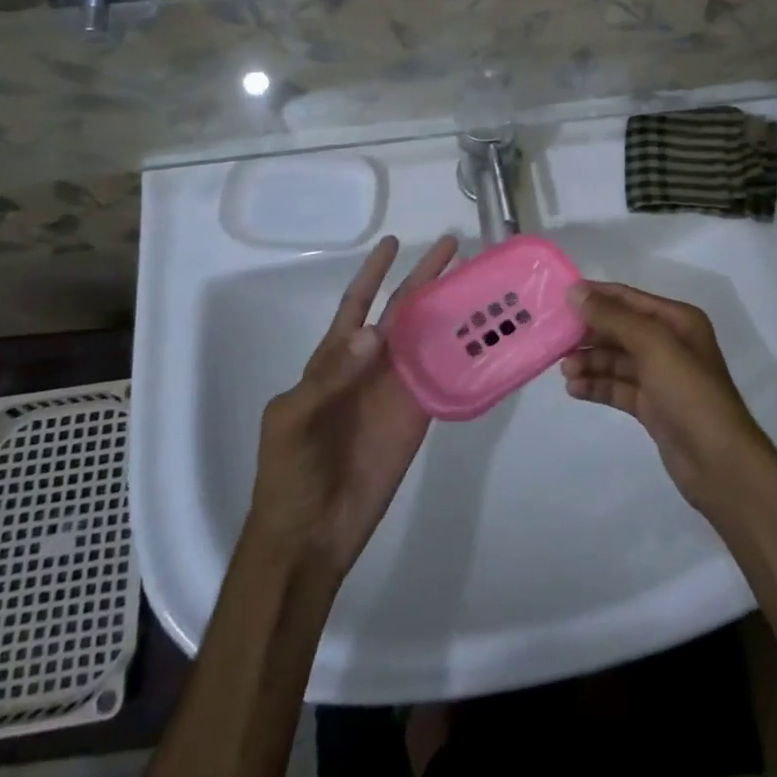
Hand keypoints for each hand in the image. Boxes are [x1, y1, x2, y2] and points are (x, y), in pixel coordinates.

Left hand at [247, 235, 458, 579]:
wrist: (311, 535)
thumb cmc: (290, 472)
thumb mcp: (293, 419)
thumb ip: (330, 375)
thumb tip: (373, 331)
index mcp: (335, 357)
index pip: (358, 303)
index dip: (374, 272)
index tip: (392, 241)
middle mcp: (370, 364)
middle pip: (403, 310)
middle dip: (425, 277)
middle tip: (453, 246)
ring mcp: (397, 388)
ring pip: (428, 337)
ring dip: (450, 309)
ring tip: (478, 282)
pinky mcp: (419, 414)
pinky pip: (444, 376)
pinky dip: (464, 355)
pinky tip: (485, 336)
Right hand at [561, 281, 776, 517]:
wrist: (719, 462)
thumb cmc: (689, 392)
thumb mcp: (652, 345)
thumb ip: (613, 317)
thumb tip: (574, 292)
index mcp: (677, 320)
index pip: (628, 298)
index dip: (596, 296)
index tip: (559, 297)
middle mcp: (670, 343)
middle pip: (620, 329)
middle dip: (589, 333)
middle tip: (556, 340)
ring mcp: (661, 377)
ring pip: (616, 360)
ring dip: (590, 361)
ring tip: (566, 371)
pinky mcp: (652, 406)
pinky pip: (618, 387)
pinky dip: (597, 385)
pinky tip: (575, 389)